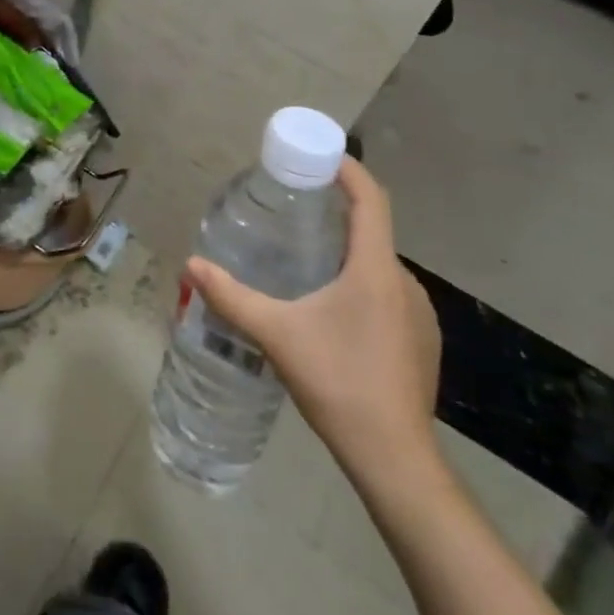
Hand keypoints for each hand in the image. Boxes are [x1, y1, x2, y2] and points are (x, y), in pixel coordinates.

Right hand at [185, 158, 442, 496]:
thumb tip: (192, 264)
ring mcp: (419, 314)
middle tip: (296, 212)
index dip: (350, 170)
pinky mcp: (422, 341)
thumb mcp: (276, 335)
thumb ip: (232, 297)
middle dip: (337, 215)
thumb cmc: (338, 383)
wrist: (395, 458)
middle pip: (372, 231)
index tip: (322, 156)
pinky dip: (361, 286)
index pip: (371, 199)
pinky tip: (334, 314)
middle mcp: (404, 282)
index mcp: (374, 269)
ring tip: (308, 263)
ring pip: (379, 267)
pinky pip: (389, 295)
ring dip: (348, 255)